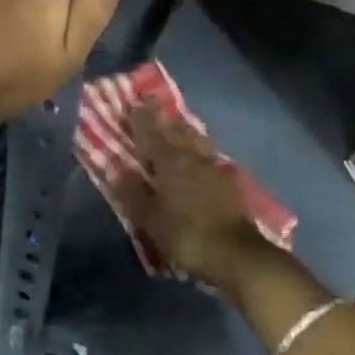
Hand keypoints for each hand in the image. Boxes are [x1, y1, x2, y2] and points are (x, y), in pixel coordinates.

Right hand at [118, 101, 273, 291]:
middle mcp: (192, 157)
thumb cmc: (186, 235)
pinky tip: (197, 149)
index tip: (133, 101)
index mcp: (170, 162)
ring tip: (174, 119)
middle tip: (151, 101)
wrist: (235, 253)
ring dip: (182, 126)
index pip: (151, 134)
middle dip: (161, 115)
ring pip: (195, 138)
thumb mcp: (150, 219)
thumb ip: (133, 192)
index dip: (141, 118)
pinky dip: (197, 144)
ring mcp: (213, 167)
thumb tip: (119, 169)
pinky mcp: (227, 180)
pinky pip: (207, 152)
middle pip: (175, 130)